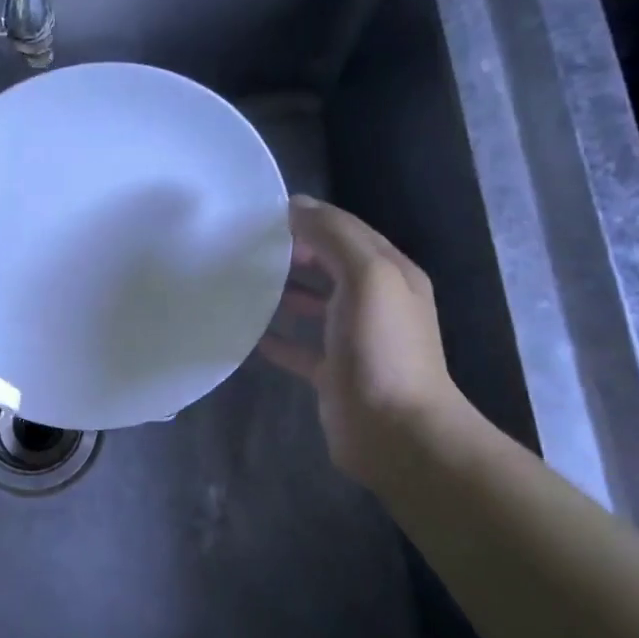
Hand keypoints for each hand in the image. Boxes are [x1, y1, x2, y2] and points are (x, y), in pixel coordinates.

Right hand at [257, 196, 468, 491]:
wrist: (395, 431)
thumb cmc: (381, 349)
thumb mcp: (366, 277)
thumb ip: (334, 237)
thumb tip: (297, 206)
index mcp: (390, 273)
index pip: (347, 232)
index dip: (311, 219)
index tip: (263, 217)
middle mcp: (376, 302)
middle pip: (330, 266)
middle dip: (294, 253)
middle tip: (246, 248)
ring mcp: (355, 340)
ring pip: (315, 305)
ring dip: (285, 292)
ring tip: (243, 284)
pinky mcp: (334, 373)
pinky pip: (301, 348)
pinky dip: (279, 338)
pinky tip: (251, 334)